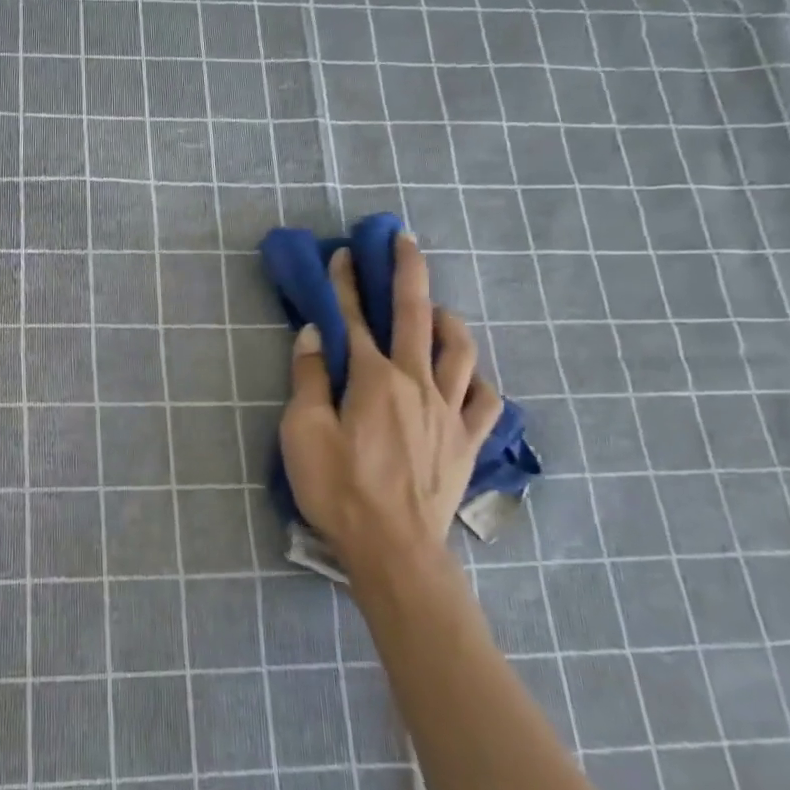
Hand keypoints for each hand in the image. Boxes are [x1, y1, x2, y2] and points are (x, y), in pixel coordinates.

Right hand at [280, 235, 500, 576]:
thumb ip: (309, 379)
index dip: (346, 284)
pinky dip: (477, 380)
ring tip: (436, 311)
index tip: (343, 254)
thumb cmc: (339, 489)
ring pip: (461, 351)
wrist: (394, 549)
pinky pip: (485, 400)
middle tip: (403, 240)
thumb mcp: (304, 433)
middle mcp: (417, 383)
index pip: (354, 319)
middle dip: (407, 273)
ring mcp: (449, 412)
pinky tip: (468, 377)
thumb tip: (314, 335)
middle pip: (416, 316)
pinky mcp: (468, 442)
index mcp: (374, 379)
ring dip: (448, 322)